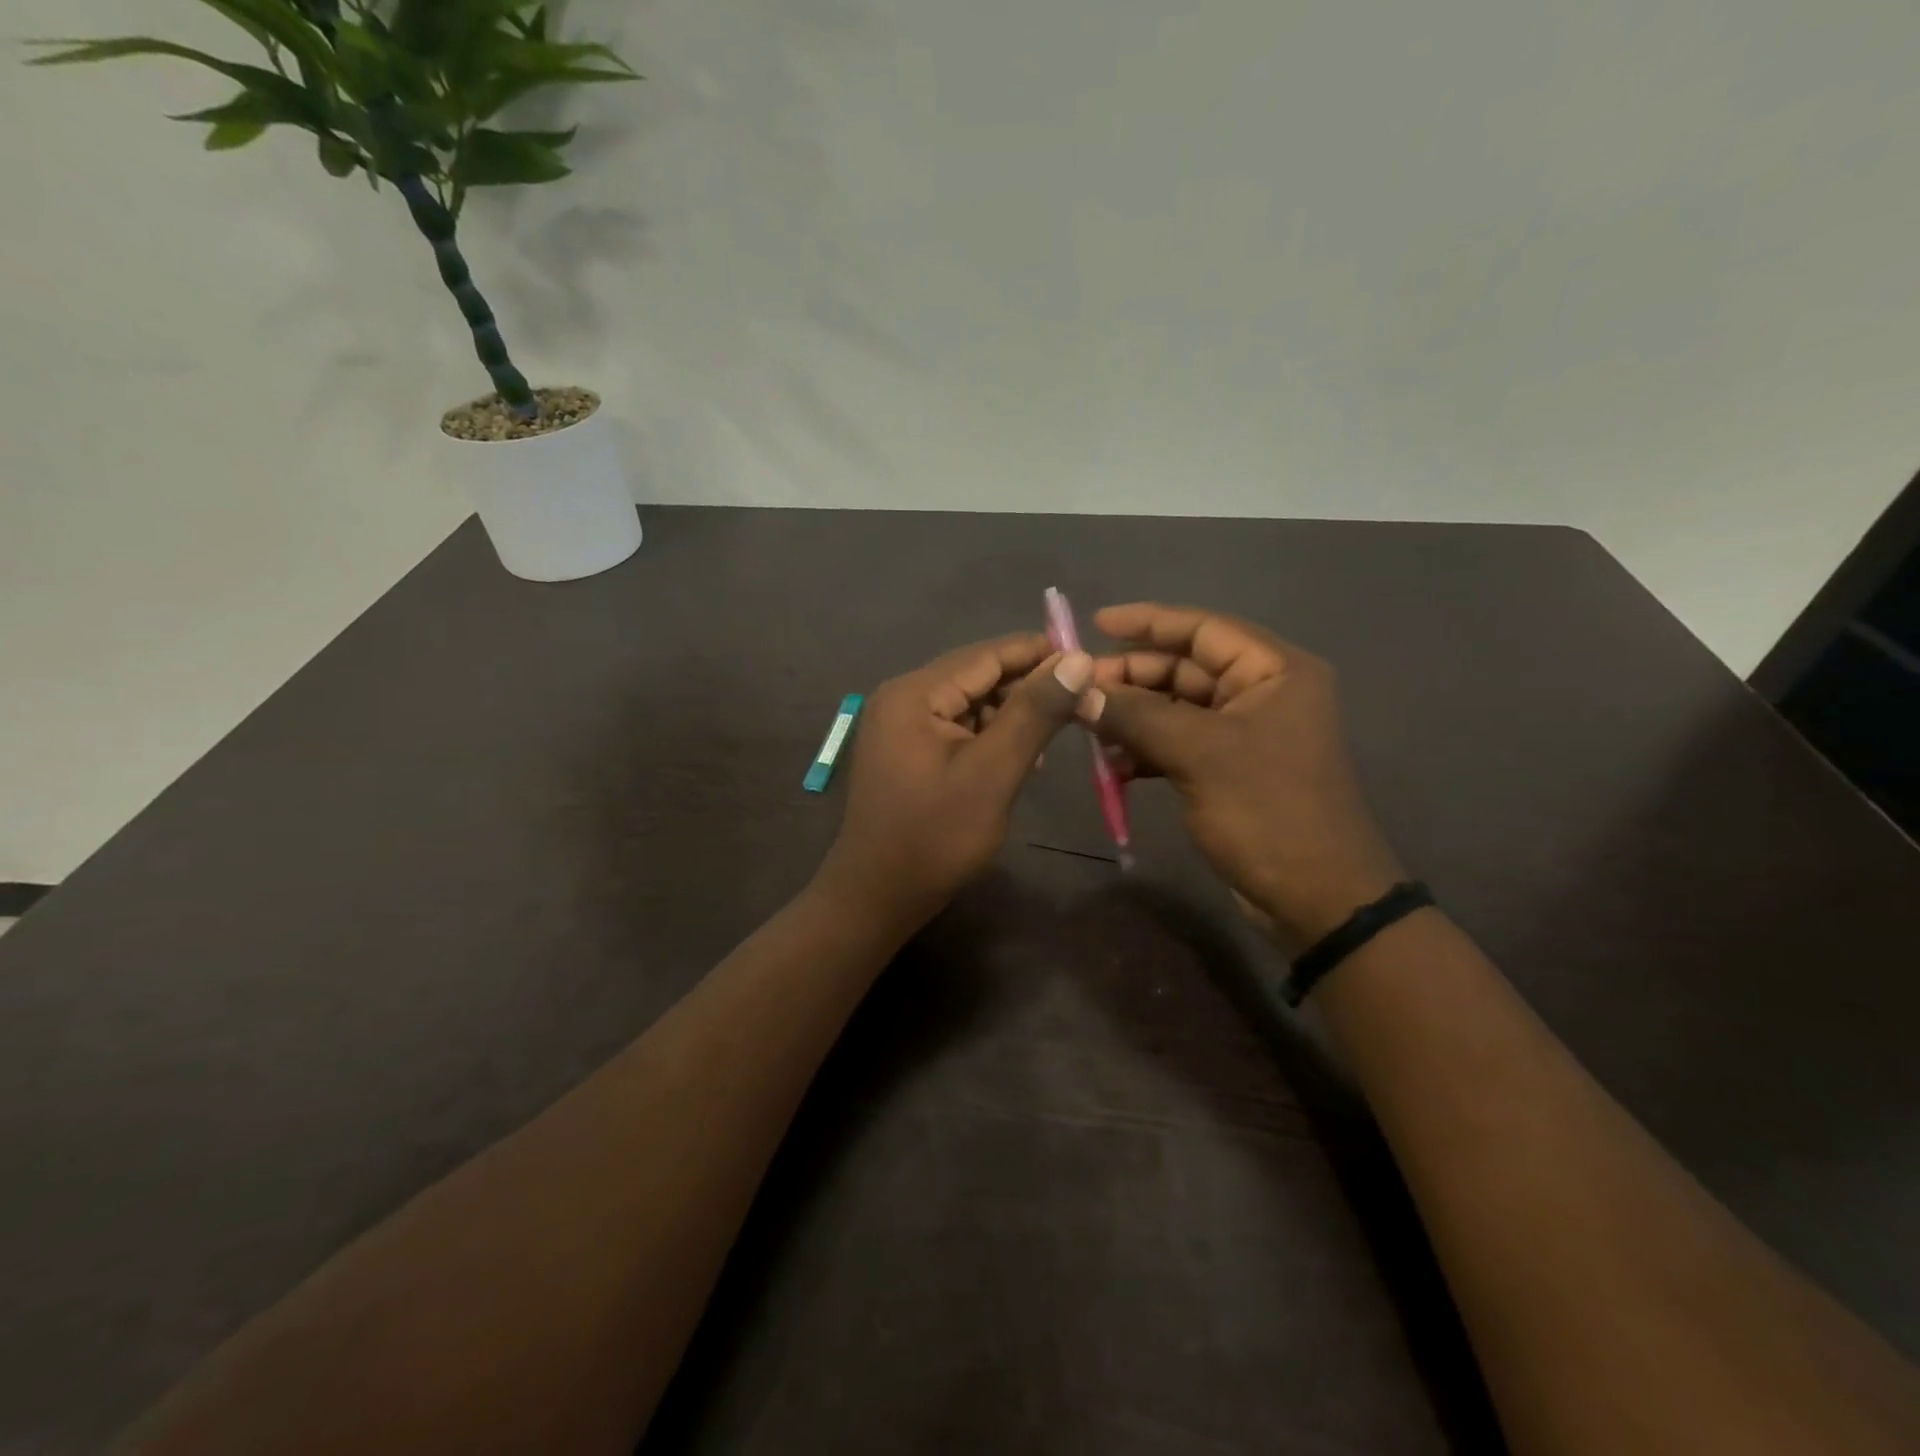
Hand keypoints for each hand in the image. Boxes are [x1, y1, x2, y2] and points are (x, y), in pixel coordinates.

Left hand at [814, 633, 1094, 934]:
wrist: (877, 897)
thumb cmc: (935, 837)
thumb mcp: (992, 773)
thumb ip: (1033, 713)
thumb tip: (1076, 659)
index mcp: (914, 694)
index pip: (986, 655)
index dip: (1039, 653)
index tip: (1089, 658)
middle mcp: (902, 698)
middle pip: (977, 676)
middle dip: (1028, 686)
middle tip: (1082, 701)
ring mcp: (900, 725)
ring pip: (970, 703)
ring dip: (1012, 714)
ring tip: (1056, 735)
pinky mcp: (906, 751)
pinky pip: (956, 728)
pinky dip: (990, 736)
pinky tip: (1020, 756)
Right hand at [1085, 604, 1404, 945]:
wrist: (1316, 897)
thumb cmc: (1267, 811)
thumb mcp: (1199, 754)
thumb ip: (1136, 715)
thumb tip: (1079, 693)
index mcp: (1274, 671)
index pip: (1203, 629)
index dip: (1148, 622)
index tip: (1095, 623)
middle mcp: (1262, 693)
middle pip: (1185, 668)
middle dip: (1131, 678)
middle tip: (1079, 691)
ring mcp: (1245, 734)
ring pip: (1176, 709)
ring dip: (1133, 717)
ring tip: (1088, 729)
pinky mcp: (1229, 769)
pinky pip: (1178, 743)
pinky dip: (1146, 750)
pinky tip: (1113, 766)